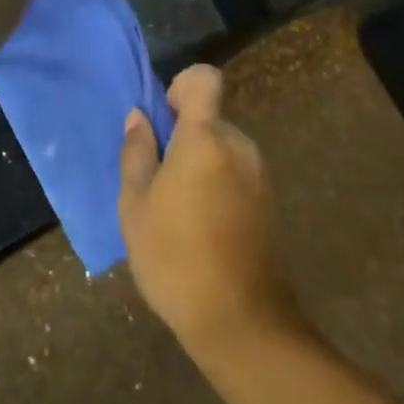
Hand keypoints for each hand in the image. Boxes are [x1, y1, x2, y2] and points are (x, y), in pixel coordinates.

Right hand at [119, 65, 299, 358]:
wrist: (241, 324)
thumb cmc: (175, 258)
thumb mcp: (136, 206)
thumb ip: (136, 153)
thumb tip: (139, 118)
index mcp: (205, 138)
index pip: (203, 79)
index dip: (180, 87)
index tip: (161, 120)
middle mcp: (238, 146)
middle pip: (208, 117)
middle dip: (182, 135)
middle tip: (156, 178)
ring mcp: (258, 175)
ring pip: (220, 147)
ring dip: (198, 162)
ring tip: (174, 208)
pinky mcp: (268, 202)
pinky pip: (234, 172)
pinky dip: (215, 183)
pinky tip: (198, 226)